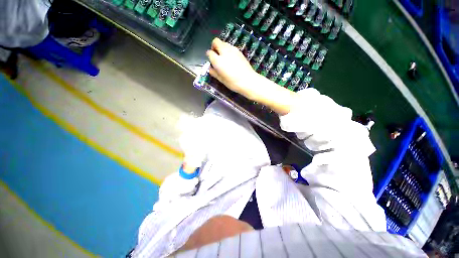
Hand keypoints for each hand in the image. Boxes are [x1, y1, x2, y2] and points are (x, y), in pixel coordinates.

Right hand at [206, 38, 258, 97]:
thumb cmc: (233, 83)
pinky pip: (230, 46)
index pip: (209, 53)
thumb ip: (214, 73)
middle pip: (216, 42)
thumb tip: (210, 69)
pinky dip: (228, 50)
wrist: (248, 80)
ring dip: (221, 47)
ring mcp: (232, 50)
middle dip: (214, 46)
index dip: (209, 56)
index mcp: (218, 61)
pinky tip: (231, 59)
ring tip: (224, 57)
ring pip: (224, 43)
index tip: (211, 61)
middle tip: (216, 55)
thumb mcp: (222, 80)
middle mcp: (224, 52)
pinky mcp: (239, 51)